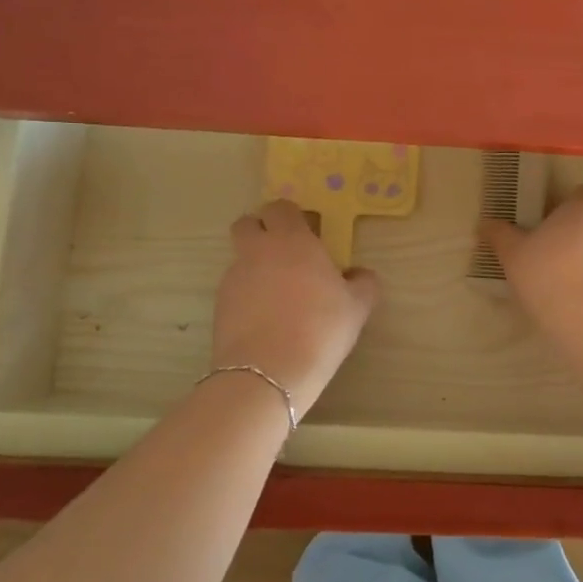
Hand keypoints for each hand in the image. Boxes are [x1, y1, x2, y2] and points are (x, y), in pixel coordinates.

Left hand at [210, 199, 379, 416]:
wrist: (268, 374)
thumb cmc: (320, 328)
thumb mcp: (357, 307)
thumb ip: (363, 283)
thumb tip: (359, 274)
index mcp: (291, 240)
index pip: (280, 207)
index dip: (292, 216)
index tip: (308, 233)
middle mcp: (257, 250)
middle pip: (248, 224)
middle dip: (262, 231)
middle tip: (286, 254)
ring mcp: (234, 277)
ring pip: (241, 258)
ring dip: (256, 266)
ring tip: (279, 297)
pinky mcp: (219, 305)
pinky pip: (235, 289)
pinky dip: (248, 296)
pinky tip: (266, 321)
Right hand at [481, 186, 582, 330]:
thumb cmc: (547, 274)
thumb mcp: (513, 254)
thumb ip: (499, 235)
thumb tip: (485, 224)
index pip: (581, 194)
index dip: (565, 207)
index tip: (547, 225)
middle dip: (576, 233)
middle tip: (550, 254)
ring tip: (565, 283)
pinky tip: (582, 302)